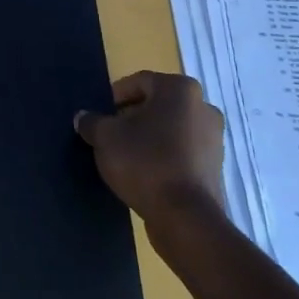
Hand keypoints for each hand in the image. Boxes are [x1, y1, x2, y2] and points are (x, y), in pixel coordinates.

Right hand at [74, 71, 225, 242]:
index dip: (114, 96)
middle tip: (109, 133)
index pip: (139, 81)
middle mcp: (203, 107)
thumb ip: (91, 121)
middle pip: (157, 104)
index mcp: (179, 90)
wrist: (185, 217)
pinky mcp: (215, 166)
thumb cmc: (144, 162)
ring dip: (148, 136)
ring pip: (170, 128)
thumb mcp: (104, 137)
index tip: (100, 116)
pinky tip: (144, 171)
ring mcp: (214, 138)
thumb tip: (84, 118)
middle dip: (131, 116)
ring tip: (124, 155)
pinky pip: (182, 150)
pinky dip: (163, 154)